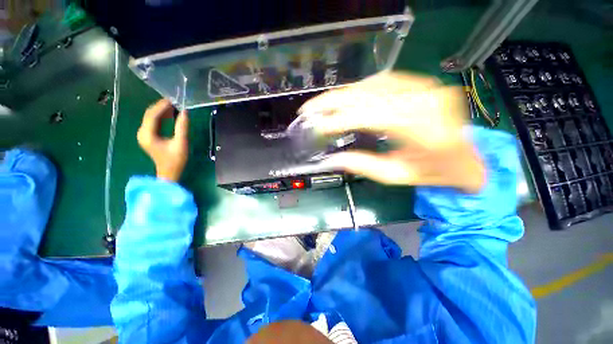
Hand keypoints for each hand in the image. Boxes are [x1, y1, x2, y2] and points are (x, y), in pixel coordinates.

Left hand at [137, 99, 188, 181]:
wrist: (169, 173)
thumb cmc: (175, 160)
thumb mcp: (181, 143)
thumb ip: (182, 127)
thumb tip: (185, 112)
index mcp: (147, 135)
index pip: (152, 115)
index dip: (161, 106)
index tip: (172, 100)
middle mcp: (142, 133)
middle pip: (149, 115)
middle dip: (161, 107)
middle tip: (174, 101)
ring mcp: (144, 134)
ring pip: (151, 118)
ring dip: (162, 111)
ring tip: (174, 106)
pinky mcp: (148, 136)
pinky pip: (153, 123)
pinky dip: (162, 117)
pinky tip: (170, 114)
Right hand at [300, 72, 484, 192]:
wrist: (467, 158)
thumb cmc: (434, 173)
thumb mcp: (397, 176)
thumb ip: (364, 167)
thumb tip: (334, 159)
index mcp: (424, 131)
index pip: (371, 117)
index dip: (339, 120)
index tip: (316, 125)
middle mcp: (426, 101)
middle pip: (369, 95)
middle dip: (333, 102)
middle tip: (309, 108)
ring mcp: (426, 87)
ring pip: (373, 84)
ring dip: (343, 95)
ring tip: (322, 104)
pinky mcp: (423, 83)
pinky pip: (384, 81)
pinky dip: (360, 89)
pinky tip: (346, 97)